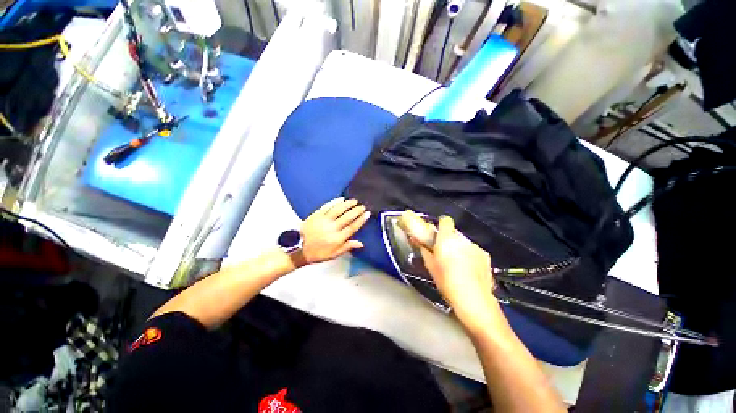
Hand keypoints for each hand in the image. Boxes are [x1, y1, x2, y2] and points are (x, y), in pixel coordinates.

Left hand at [300, 197, 370, 264]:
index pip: (353, 227)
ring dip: (348, 204)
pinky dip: (335, 202)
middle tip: (362, 206)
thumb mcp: (334, 254)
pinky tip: (341, 199)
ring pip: (339, 209)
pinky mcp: (316, 215)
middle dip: (357, 210)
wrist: (298, 248)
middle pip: (348, 217)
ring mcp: (324, 220)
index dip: (361, 220)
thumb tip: (361, 244)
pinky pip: (327, 206)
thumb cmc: (317, 253)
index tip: (367, 214)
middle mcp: (332, 228)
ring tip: (354, 201)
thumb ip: (347, 247)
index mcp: (337, 238)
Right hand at [402, 212, 496, 329]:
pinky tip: (469, 270)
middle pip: (454, 233)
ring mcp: (476, 247)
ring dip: (459, 248)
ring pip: (464, 243)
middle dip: (448, 240)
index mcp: (447, 239)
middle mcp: (463, 239)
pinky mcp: (486, 256)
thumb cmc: (446, 281)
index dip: (441, 225)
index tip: (437, 235)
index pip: (446, 220)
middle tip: (444, 254)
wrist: (474, 300)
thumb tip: (415, 238)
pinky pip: (474, 251)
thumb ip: (423, 249)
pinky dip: (470, 256)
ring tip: (457, 265)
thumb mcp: (430, 265)